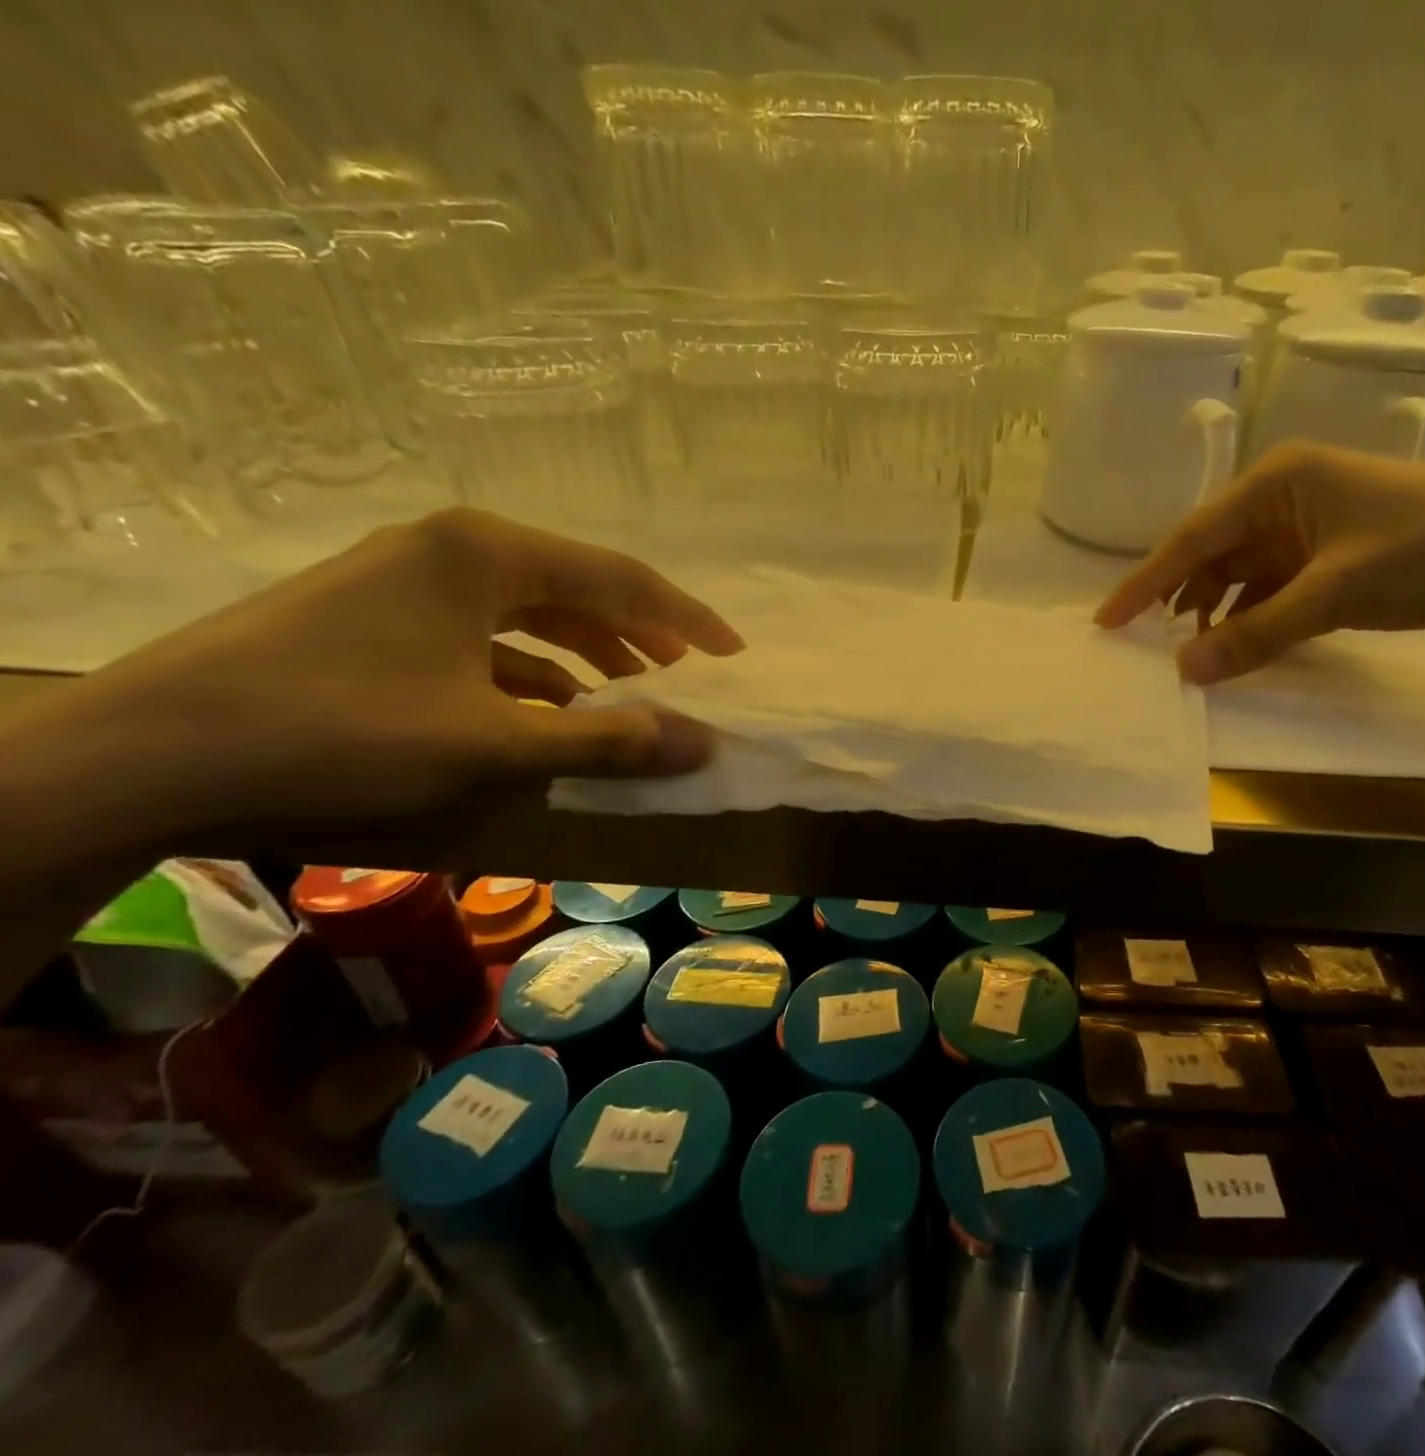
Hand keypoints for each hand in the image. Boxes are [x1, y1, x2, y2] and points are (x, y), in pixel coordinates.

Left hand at [40, 508, 743, 840]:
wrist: (150, 750)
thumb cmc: (343, 728)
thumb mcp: (493, 742)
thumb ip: (607, 741)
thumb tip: (705, 745)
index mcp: (490, 552)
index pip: (620, 577)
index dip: (685, 619)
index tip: (733, 653)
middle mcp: (456, 546)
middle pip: (579, 585)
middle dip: (641, 631)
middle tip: (691, 671)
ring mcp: (413, 576)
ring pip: (533, 608)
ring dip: (590, 650)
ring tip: (634, 689)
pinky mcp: (384, 612)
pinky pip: (489, 631)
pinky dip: (533, 666)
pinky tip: (555, 704)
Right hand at [1095, 441, 1424, 683]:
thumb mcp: (1336, 591)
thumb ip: (1257, 633)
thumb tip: (1184, 673)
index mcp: (1275, 482)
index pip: (1191, 538)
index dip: (1144, 583)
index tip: (1106, 621)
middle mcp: (1283, 500)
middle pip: (1210, 557)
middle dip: (1177, 601)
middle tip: (1140, 646)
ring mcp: (1308, 532)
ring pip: (1239, 579)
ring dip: (1215, 616)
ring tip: (1188, 657)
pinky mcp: (1331, 561)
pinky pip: (1271, 594)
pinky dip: (1252, 621)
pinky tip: (1237, 649)